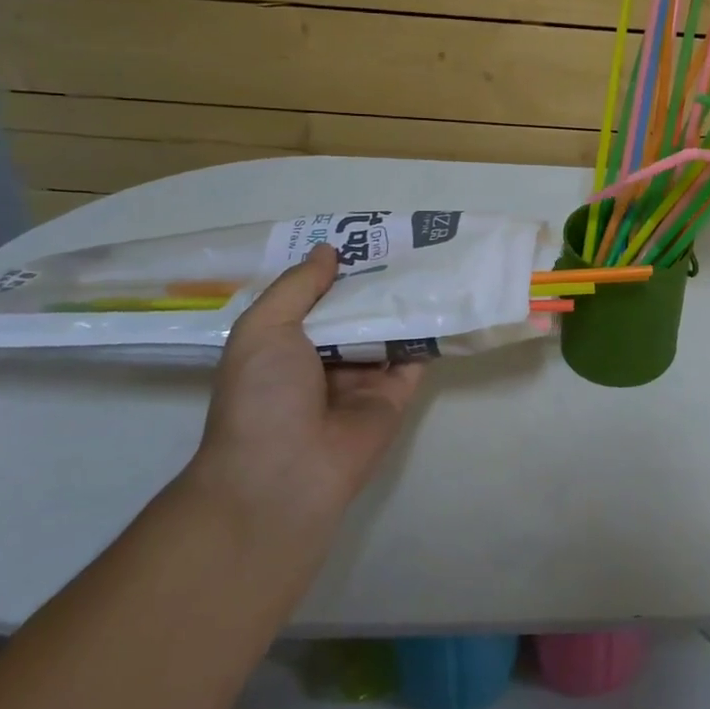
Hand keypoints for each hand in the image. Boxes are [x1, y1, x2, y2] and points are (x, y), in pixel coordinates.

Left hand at [192, 244, 424, 519]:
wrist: (285, 473)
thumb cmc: (262, 396)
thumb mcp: (263, 329)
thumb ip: (297, 287)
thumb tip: (328, 250)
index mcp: (286, 345)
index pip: (316, 298)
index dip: (337, 268)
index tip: (364, 235)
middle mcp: (325, 359)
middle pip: (357, 311)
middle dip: (377, 280)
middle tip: (408, 241)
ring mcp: (363, 378)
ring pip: (389, 330)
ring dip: (406, 301)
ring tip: (435, 259)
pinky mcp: (396, 395)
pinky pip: (416, 357)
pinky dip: (430, 332)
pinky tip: (447, 299)